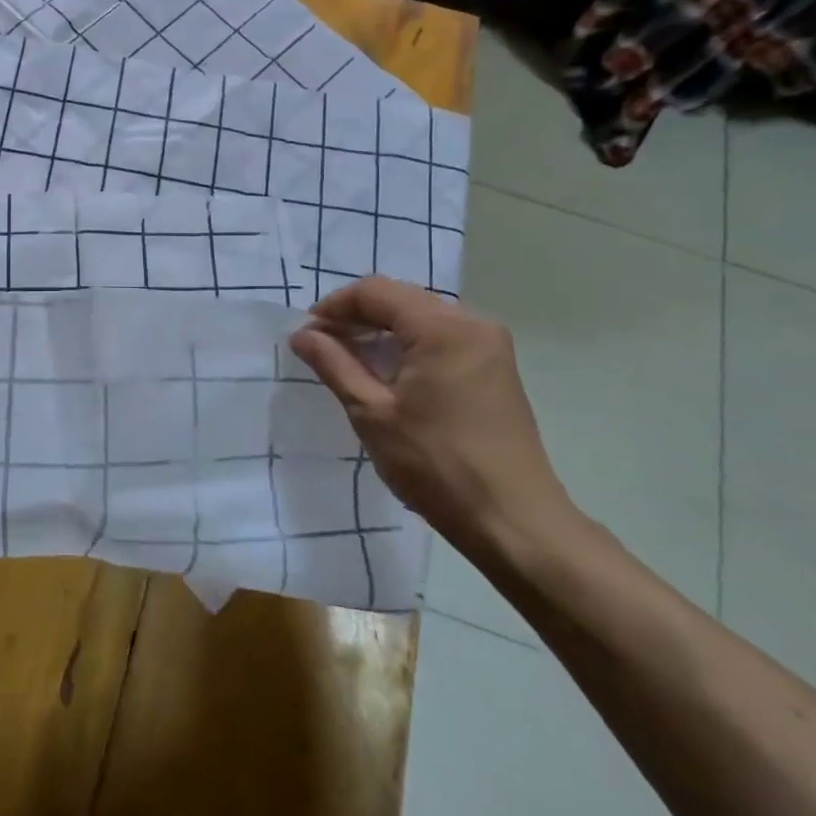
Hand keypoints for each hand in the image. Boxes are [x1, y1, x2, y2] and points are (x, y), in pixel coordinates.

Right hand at [289, 277, 575, 562]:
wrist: (514, 523)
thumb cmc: (437, 465)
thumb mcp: (371, 412)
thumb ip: (333, 364)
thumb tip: (302, 334)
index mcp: (443, 327)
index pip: (375, 291)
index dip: (334, 307)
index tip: (307, 335)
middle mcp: (473, 323)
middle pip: (400, 299)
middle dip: (357, 317)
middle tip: (322, 347)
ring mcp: (490, 346)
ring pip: (420, 318)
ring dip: (381, 332)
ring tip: (349, 362)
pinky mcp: (496, 369)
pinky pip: (441, 338)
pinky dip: (407, 346)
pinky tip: (388, 375)